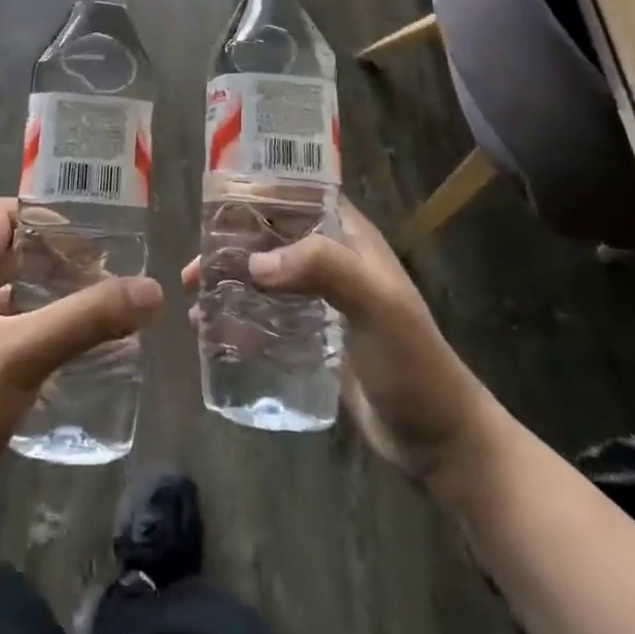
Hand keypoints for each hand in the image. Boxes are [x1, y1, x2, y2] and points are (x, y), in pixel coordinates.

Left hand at [0, 198, 162, 484]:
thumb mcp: (26, 353)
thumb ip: (87, 318)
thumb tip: (152, 289)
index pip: (0, 214)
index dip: (43, 217)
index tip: (88, 238)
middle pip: (6, 253)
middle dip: (54, 260)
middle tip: (101, 277)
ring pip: (5, 296)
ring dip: (46, 297)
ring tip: (91, 314)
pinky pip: (1, 333)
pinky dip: (34, 332)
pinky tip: (62, 359)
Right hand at [182, 200, 497, 483]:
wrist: (440, 442)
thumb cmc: (413, 364)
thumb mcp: (376, 306)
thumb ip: (323, 269)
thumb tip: (255, 262)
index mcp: (349, 237)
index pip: (297, 194)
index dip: (257, 190)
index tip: (213, 202)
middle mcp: (331, 258)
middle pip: (270, 235)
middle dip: (230, 244)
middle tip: (194, 268)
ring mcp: (320, 298)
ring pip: (264, 273)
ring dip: (230, 279)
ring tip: (195, 298)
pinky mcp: (312, 335)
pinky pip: (267, 311)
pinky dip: (239, 312)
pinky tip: (213, 328)